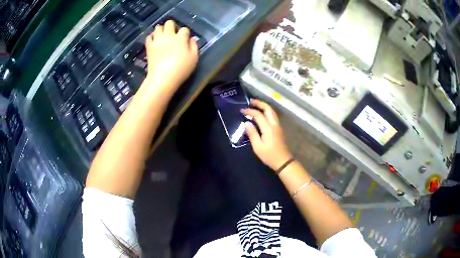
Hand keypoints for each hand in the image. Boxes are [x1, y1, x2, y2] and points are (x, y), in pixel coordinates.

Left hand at [144, 20, 198, 91]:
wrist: (163, 77)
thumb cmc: (181, 68)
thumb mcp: (194, 58)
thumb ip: (194, 46)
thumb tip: (191, 39)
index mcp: (181, 38)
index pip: (184, 29)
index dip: (185, 33)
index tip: (185, 39)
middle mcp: (168, 35)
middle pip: (169, 23)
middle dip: (172, 26)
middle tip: (173, 34)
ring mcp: (157, 40)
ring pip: (158, 27)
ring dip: (161, 30)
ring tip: (163, 36)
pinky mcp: (149, 46)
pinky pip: (149, 37)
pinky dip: (152, 37)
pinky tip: (154, 41)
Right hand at [242, 99, 291, 170]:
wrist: (283, 161)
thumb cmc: (269, 155)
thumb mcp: (257, 147)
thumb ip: (252, 134)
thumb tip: (247, 123)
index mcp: (268, 128)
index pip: (258, 115)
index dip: (250, 111)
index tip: (242, 110)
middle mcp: (274, 124)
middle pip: (268, 109)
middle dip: (260, 103)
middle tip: (251, 101)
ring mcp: (278, 126)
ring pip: (272, 112)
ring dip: (264, 106)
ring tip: (255, 105)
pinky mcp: (279, 129)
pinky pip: (273, 116)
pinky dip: (266, 111)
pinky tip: (261, 114)